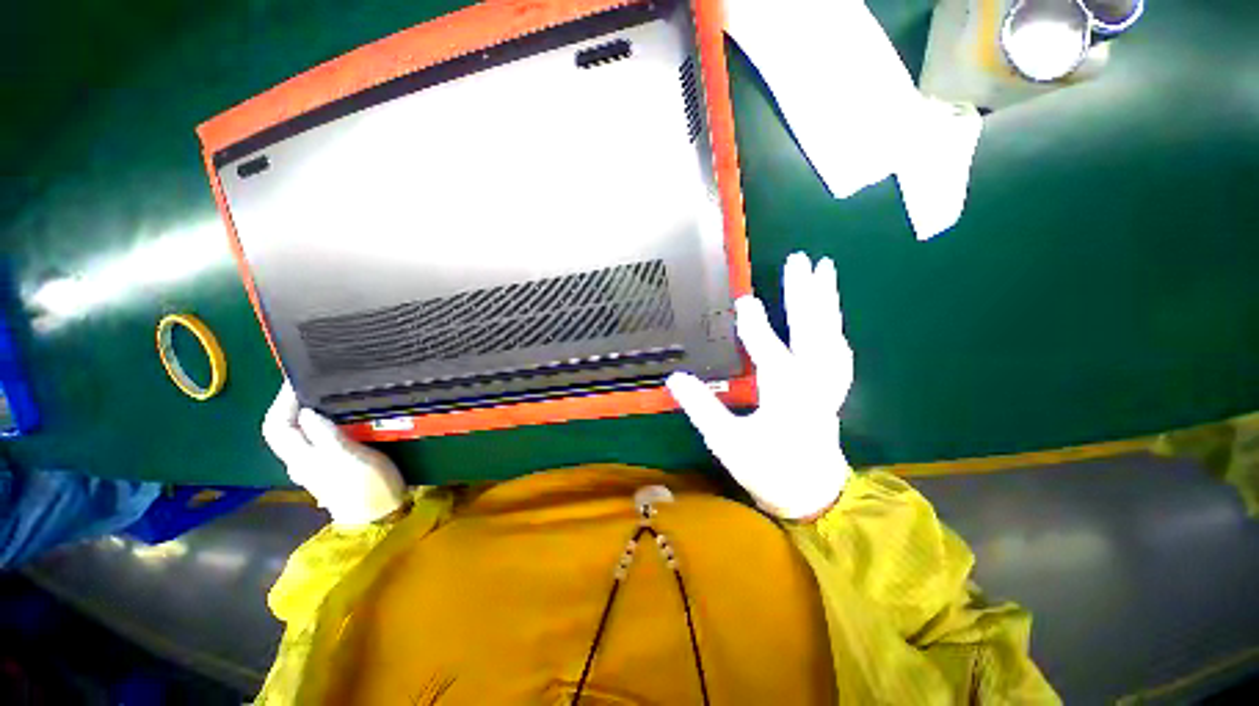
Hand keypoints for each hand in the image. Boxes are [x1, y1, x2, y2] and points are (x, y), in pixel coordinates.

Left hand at [262, 382, 406, 526]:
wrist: (380, 513)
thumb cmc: (366, 485)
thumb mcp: (348, 458)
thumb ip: (326, 435)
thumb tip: (305, 412)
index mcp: (300, 458)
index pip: (276, 426)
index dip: (281, 401)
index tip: (299, 379)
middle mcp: (303, 459)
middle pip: (286, 428)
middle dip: (293, 403)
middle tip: (315, 382)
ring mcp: (319, 462)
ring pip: (303, 432)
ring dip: (310, 410)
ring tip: (329, 393)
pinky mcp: (335, 462)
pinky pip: (321, 436)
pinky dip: (325, 421)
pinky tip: (342, 414)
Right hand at [667, 252, 852, 518]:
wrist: (811, 497)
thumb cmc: (767, 470)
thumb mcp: (727, 442)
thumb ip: (702, 408)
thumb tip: (675, 378)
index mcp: (786, 397)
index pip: (769, 352)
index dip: (756, 326)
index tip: (744, 300)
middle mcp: (812, 384)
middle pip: (812, 331)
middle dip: (805, 295)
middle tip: (799, 260)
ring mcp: (827, 385)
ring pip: (831, 335)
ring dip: (827, 302)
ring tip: (824, 269)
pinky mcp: (832, 388)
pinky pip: (837, 350)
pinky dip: (834, 326)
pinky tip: (830, 313)